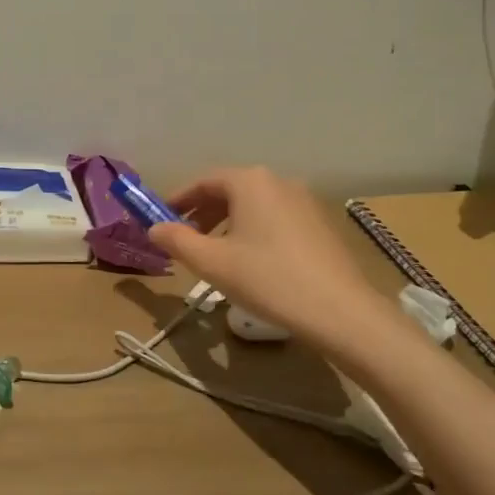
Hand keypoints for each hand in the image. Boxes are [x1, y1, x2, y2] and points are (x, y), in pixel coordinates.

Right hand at [150, 167, 383, 339]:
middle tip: (184, 238)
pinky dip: (253, 231)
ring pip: (253, 205)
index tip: (161, 219)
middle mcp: (278, 181)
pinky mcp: (320, 224)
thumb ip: (176, 241)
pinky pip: (275, 218)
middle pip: (229, 190)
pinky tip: (251, 261)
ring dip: (227, 223)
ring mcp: (304, 201)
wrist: (341, 312)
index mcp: (250, 182)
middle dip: (203, 213)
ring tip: (214, 253)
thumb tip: (154, 228)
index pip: (203, 181)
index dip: (178, 200)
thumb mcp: (211, 263)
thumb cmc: (268, 279)